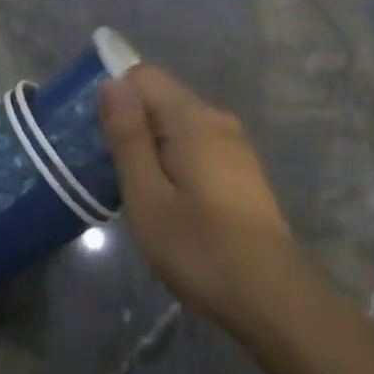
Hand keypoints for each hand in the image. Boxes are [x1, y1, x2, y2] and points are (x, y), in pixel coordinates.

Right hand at [99, 65, 303, 332]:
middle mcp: (217, 119)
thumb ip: (128, 137)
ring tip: (137, 191)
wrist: (274, 297)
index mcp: (193, 118)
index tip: (99, 139)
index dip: (115, 98)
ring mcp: (235, 144)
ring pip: (178, 123)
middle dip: (132, 124)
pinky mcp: (242, 168)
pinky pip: (196, 144)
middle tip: (112, 172)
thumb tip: (111, 83)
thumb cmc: (200, 248)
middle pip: (161, 98)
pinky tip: (169, 201)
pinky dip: (174, 159)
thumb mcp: (147, 197)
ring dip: (152, 146)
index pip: (143, 76)